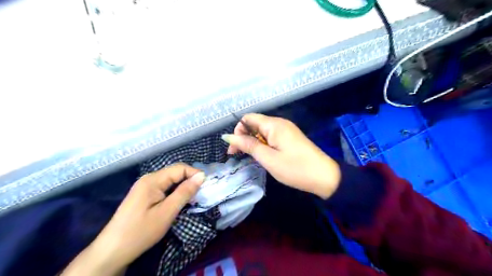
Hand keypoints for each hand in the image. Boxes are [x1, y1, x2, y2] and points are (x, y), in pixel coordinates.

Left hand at [61, 163, 205, 275]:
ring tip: (193, 198)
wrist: (112, 250)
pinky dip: (175, 192)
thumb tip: (201, 176)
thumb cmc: (141, 231)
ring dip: (183, 187)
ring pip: (170, 180)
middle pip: (175, 172)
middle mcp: (149, 179)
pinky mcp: (144, 195)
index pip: (180, 168)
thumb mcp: (167, 212)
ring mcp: (145, 186)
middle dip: (190, 180)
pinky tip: (179, 201)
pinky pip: (164, 187)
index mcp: (153, 180)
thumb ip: (184, 192)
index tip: (206, 186)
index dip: (194, 174)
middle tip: (201, 193)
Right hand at [222, 114, 339, 199]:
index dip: (238, 131)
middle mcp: (280, 123)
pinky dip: (263, 145)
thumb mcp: (268, 158)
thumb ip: (248, 145)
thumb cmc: (295, 168)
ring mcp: (286, 130)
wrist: (324, 177)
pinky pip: (271, 137)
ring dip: (253, 142)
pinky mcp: (290, 138)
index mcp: (274, 124)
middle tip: (238, 155)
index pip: (248, 118)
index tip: (234, 149)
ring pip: (262, 131)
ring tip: (250, 157)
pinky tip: (262, 156)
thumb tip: (228, 136)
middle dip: (243, 137)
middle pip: (254, 124)